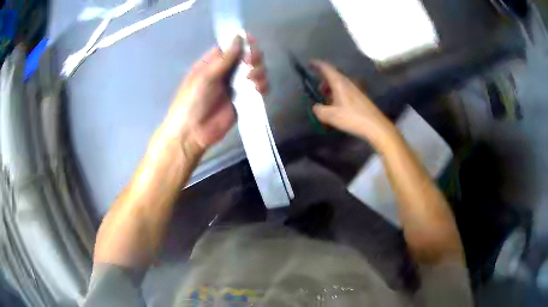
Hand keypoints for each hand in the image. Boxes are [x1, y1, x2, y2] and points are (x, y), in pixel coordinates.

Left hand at [158, 35, 267, 152]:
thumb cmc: (192, 101)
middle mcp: (226, 71)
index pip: (232, 45)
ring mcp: (236, 85)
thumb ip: (224, 58)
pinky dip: (262, 85)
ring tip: (253, 79)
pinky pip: (258, 88)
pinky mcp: (244, 99)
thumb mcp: (205, 77)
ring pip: (255, 70)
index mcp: (213, 62)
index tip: (251, 42)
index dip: (243, 41)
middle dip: (253, 56)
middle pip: (247, 56)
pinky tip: (259, 89)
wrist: (192, 133)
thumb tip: (238, 36)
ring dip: (259, 71)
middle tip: (251, 63)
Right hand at [311, 60, 396, 148]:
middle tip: (318, 90)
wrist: (375, 126)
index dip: (316, 64)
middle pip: (333, 75)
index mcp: (339, 82)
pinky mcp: (359, 96)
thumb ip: (319, 110)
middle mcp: (347, 82)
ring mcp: (355, 88)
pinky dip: (337, 93)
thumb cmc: (352, 117)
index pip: (326, 67)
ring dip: (331, 88)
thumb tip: (316, 107)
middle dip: (323, 80)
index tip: (309, 64)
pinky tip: (337, 105)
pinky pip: (345, 89)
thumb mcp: (330, 116)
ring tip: (326, 99)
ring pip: (339, 83)